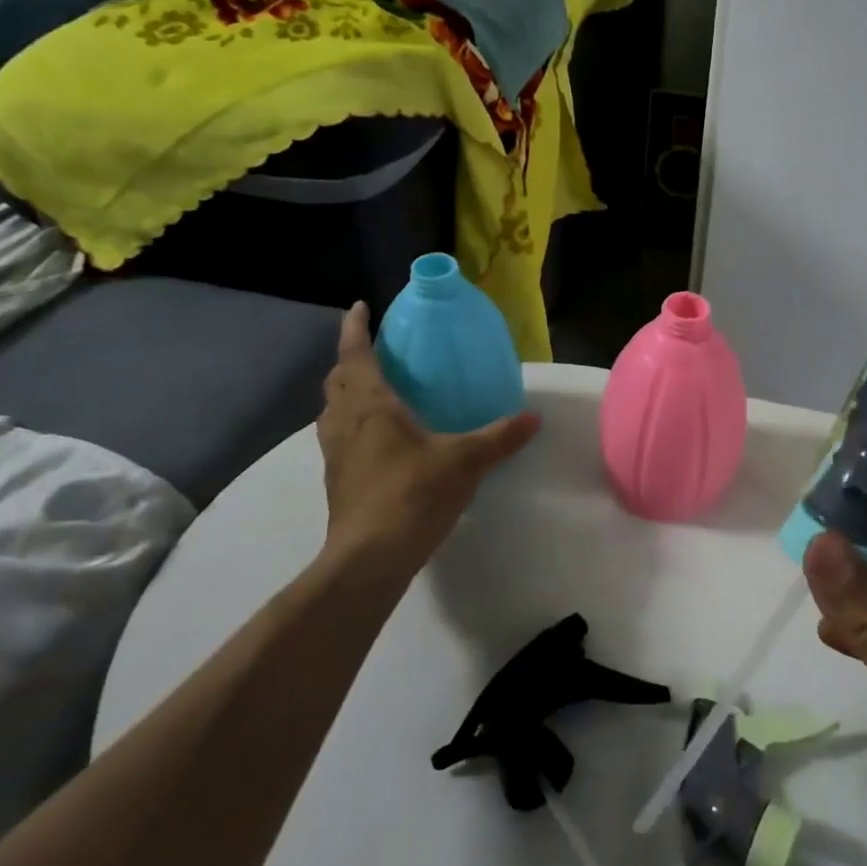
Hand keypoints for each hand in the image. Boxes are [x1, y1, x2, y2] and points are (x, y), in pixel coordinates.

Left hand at [314, 302, 537, 587]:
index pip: (356, 354)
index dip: (355, 328)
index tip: (359, 307)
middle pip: (338, 380)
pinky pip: (340, 437)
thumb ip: (500, 437)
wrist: (369, 558)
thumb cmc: (412, 494)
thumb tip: (533, 418)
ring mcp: (335, 454)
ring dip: (347, 393)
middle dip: (351, 360)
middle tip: (377, 351)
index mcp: (370, 405)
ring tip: (375, 392)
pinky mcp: (338, 481)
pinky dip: (352, 424)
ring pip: (333, 411)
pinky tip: (380, 440)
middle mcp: (344, 422)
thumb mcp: (465, 461)